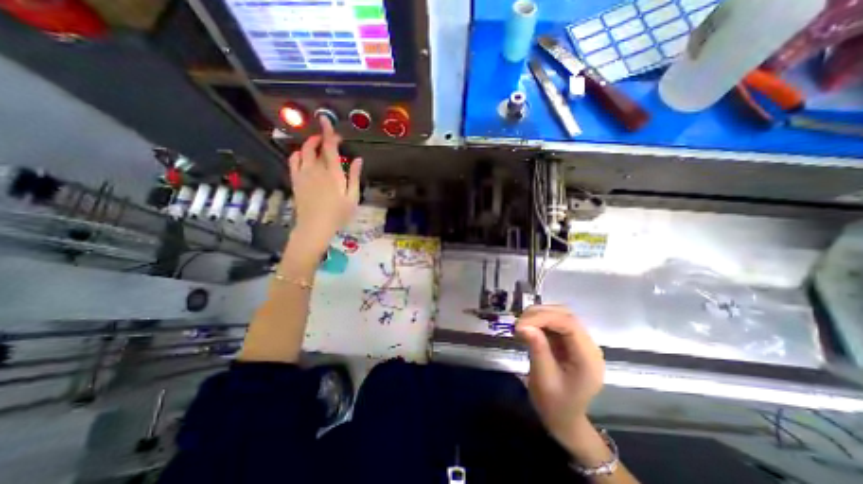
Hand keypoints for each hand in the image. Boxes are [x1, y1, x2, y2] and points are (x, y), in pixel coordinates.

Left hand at [285, 115, 361, 250]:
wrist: (315, 226)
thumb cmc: (338, 214)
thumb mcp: (352, 197)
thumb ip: (354, 177)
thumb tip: (357, 159)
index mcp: (332, 173)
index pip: (329, 147)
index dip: (328, 132)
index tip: (326, 121)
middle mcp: (316, 169)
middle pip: (316, 146)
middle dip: (323, 138)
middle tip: (331, 139)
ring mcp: (303, 174)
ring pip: (303, 151)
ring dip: (310, 143)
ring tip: (318, 144)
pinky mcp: (295, 180)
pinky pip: (293, 160)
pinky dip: (298, 153)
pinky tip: (303, 155)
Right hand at [515, 307, 601, 453]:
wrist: (564, 419)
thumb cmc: (555, 405)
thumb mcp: (543, 379)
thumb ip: (537, 349)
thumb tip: (523, 325)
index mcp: (588, 359)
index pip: (569, 324)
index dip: (543, 318)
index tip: (520, 324)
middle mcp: (589, 346)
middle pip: (566, 315)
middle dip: (539, 314)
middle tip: (518, 324)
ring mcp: (580, 342)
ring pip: (560, 315)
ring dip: (539, 315)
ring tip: (521, 325)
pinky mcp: (570, 341)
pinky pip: (555, 323)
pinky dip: (540, 321)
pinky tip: (528, 328)